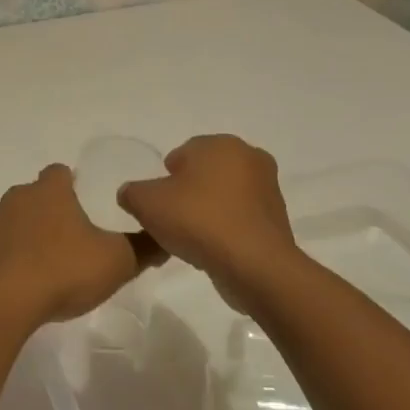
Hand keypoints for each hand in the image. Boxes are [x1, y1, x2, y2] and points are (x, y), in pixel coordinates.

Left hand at [0, 164, 144, 330]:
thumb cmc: (62, 272)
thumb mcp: (116, 262)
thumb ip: (144, 248)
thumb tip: (166, 237)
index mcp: (50, 191)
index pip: (60, 172)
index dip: (72, 184)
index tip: (85, 204)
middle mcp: (17, 197)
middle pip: (36, 195)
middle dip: (51, 212)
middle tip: (71, 241)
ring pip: (13, 219)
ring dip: (27, 234)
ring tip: (45, 266)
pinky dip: (7, 257)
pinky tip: (20, 283)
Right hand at [116, 134, 304, 309]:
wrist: (254, 265)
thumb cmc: (198, 220)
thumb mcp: (147, 203)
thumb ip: (132, 192)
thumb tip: (130, 194)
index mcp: (220, 143)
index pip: (184, 153)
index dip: (166, 177)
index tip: (159, 202)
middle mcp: (249, 157)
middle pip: (207, 172)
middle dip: (190, 191)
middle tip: (173, 219)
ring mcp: (269, 188)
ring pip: (226, 195)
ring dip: (210, 210)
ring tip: (193, 238)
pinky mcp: (279, 219)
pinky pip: (242, 218)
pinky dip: (228, 228)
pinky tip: (214, 249)